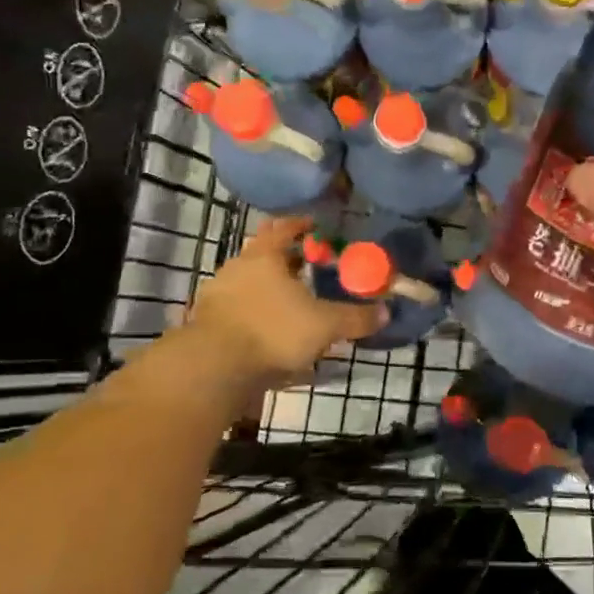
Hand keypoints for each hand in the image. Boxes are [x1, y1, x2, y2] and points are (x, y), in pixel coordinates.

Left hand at [186, 216, 386, 386]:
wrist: (213, 367)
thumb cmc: (273, 331)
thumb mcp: (324, 325)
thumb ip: (355, 318)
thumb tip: (386, 312)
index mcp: (265, 256)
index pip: (284, 228)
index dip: (301, 225)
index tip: (315, 227)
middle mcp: (238, 267)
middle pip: (264, 254)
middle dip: (285, 258)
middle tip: (307, 266)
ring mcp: (218, 295)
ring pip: (249, 283)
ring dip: (269, 289)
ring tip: (290, 303)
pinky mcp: (207, 322)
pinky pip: (237, 310)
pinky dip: (254, 314)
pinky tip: (268, 332)